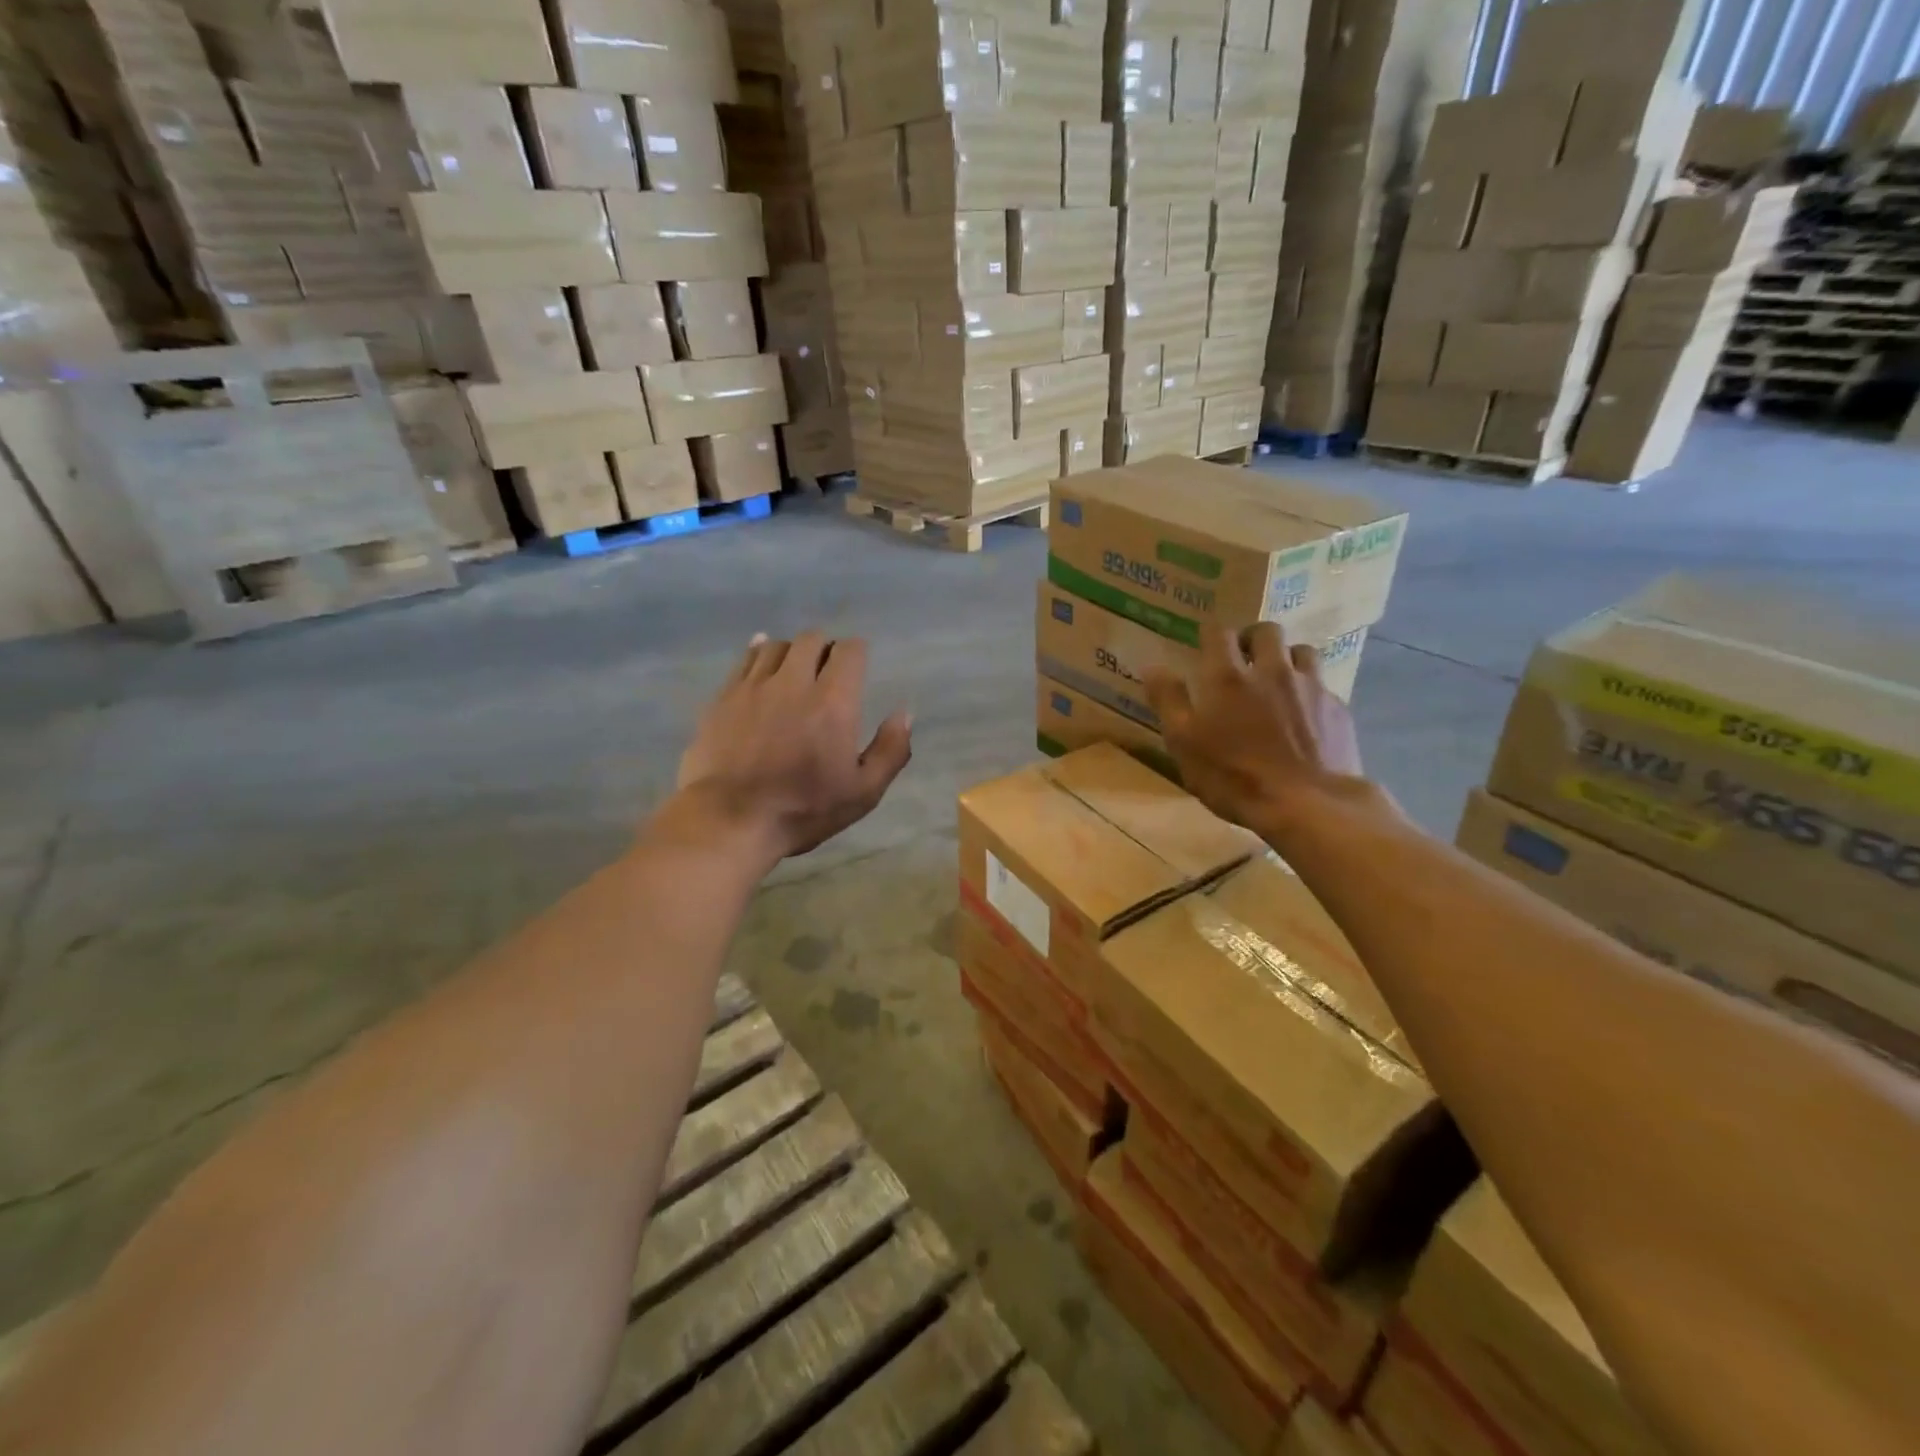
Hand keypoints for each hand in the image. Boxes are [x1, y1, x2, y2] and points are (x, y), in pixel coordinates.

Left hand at [672, 631, 912, 863]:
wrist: (730, 820)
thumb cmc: (803, 810)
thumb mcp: (863, 792)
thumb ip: (890, 750)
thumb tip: (904, 712)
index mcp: (833, 702)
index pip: (849, 650)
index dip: (857, 652)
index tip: (857, 667)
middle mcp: (794, 682)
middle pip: (811, 639)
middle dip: (825, 648)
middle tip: (827, 671)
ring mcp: (754, 686)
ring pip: (776, 645)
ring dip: (791, 652)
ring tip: (794, 671)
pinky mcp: (724, 697)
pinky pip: (745, 659)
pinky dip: (759, 654)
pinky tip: (763, 663)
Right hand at [1144, 624, 1375, 837]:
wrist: (1308, 805)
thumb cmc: (1234, 777)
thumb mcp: (1184, 744)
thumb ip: (1168, 701)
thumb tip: (1152, 666)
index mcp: (1227, 677)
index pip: (1218, 632)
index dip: (1210, 633)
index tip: (1205, 643)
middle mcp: (1270, 670)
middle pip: (1266, 631)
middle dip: (1251, 638)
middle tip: (1242, 658)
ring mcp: (1308, 687)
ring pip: (1300, 651)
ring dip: (1285, 657)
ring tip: (1276, 679)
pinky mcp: (1336, 708)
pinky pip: (1321, 684)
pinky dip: (1308, 689)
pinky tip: (1303, 713)